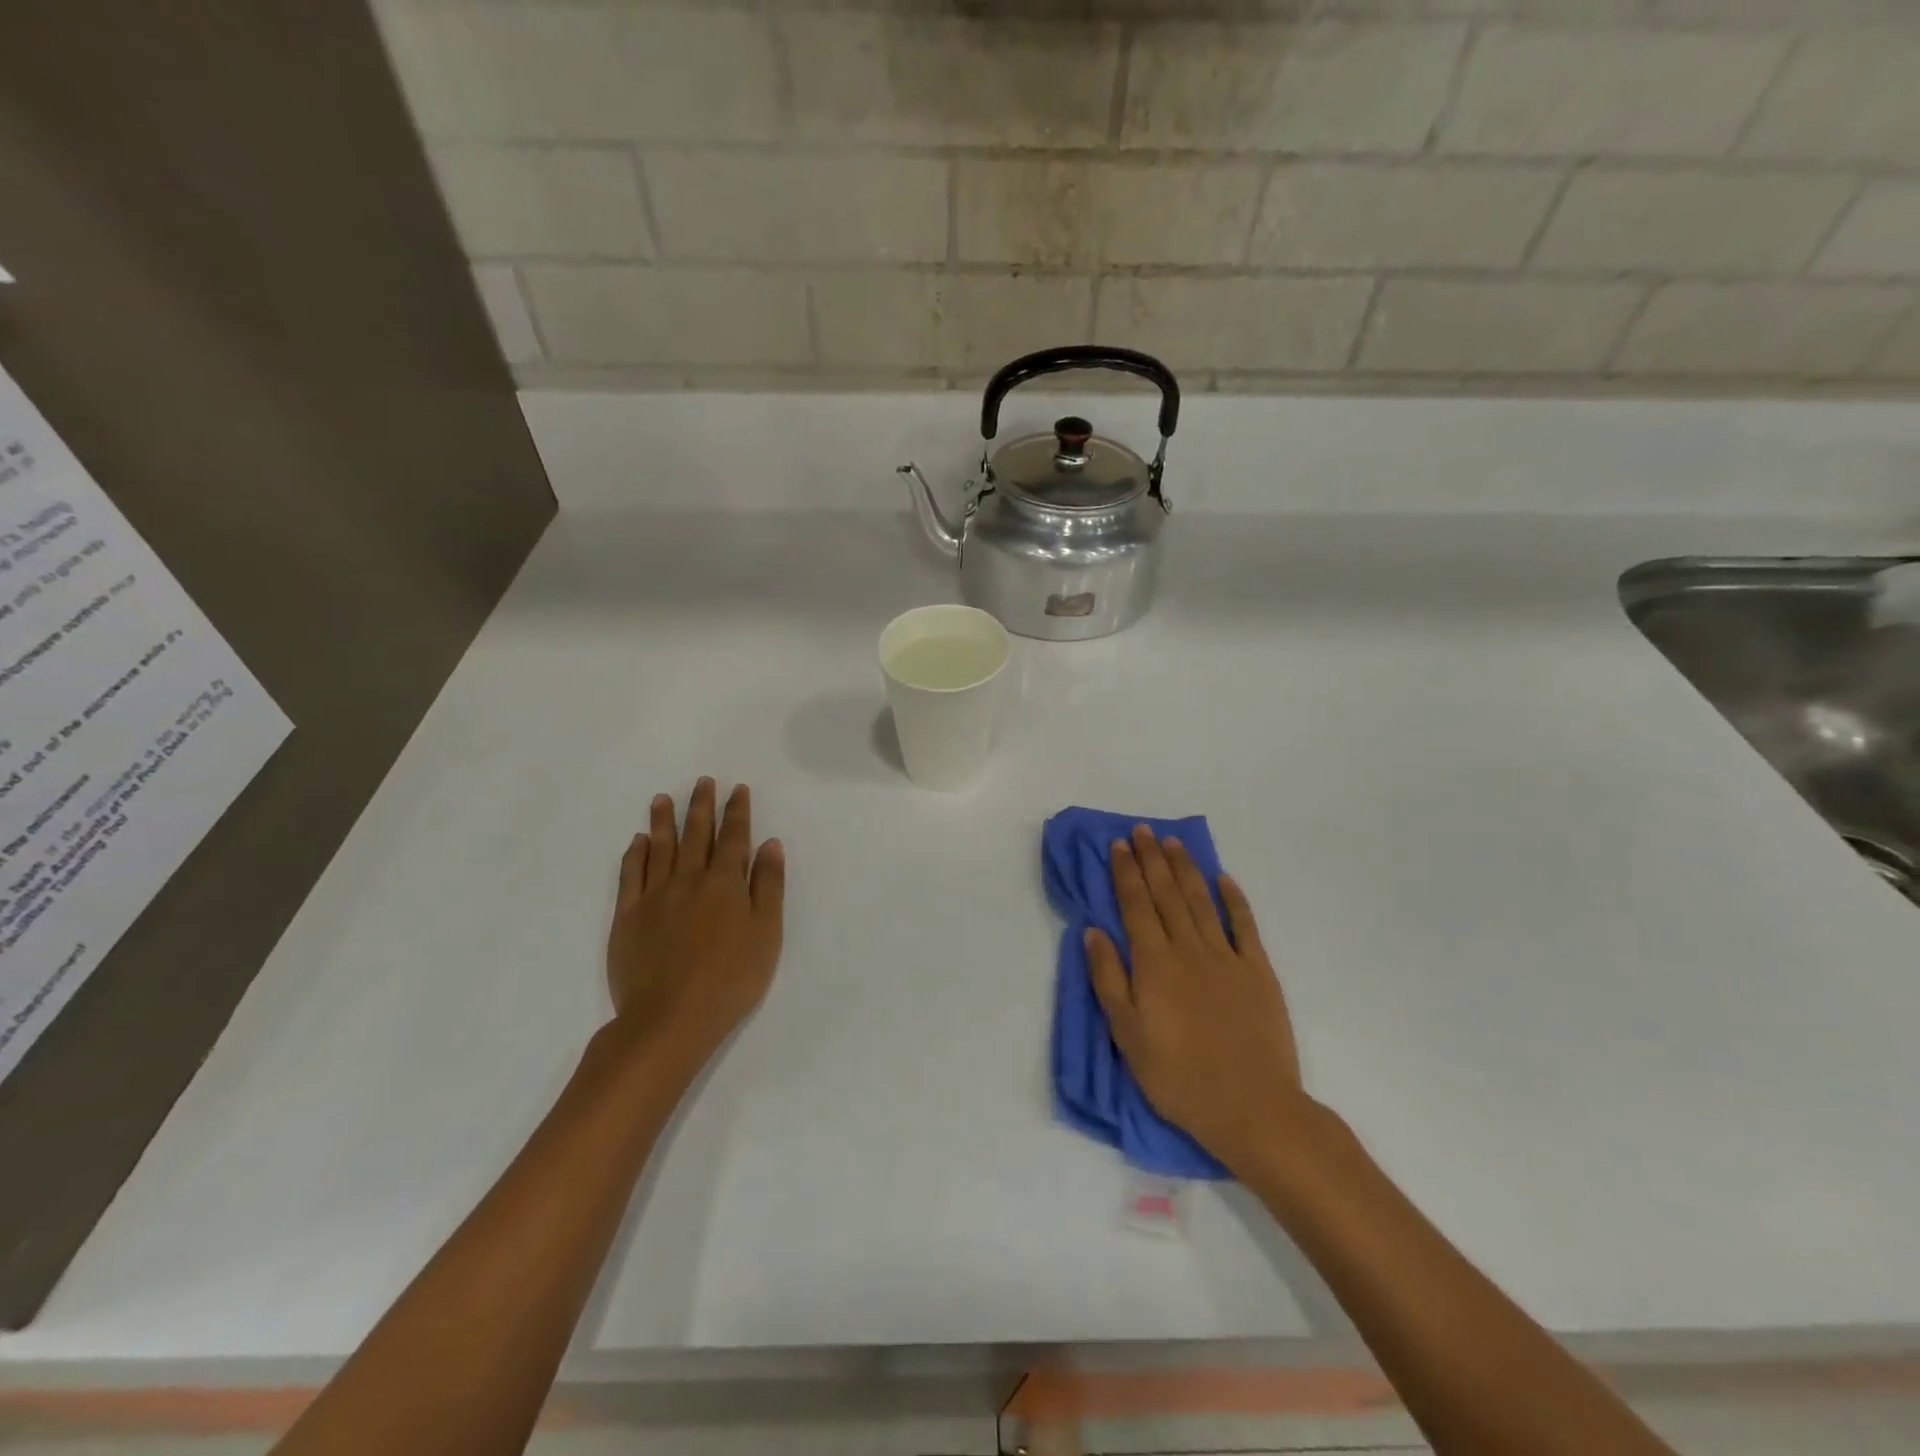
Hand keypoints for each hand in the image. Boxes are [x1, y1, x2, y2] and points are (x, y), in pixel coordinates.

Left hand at [605, 778, 785, 1075]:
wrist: (670, 1018)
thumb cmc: (730, 978)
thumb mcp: (766, 933)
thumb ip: (768, 886)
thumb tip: (769, 844)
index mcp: (725, 884)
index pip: (734, 838)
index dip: (737, 811)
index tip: (737, 789)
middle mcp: (689, 880)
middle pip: (696, 834)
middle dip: (702, 806)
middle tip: (703, 781)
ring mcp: (654, 896)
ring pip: (660, 848)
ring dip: (663, 820)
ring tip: (663, 799)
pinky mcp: (627, 917)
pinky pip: (631, 875)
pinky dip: (636, 854)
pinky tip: (639, 841)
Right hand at [1086, 825, 1308, 1173]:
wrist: (1251, 1107)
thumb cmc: (1178, 1076)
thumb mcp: (1127, 1035)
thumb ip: (1108, 979)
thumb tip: (1093, 931)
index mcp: (1154, 963)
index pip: (1136, 906)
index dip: (1125, 872)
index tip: (1118, 844)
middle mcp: (1188, 949)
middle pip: (1166, 894)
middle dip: (1151, 859)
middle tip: (1142, 830)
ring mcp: (1226, 957)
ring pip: (1200, 901)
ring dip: (1185, 869)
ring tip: (1173, 843)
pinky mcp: (1258, 971)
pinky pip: (1244, 925)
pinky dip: (1233, 899)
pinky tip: (1223, 879)